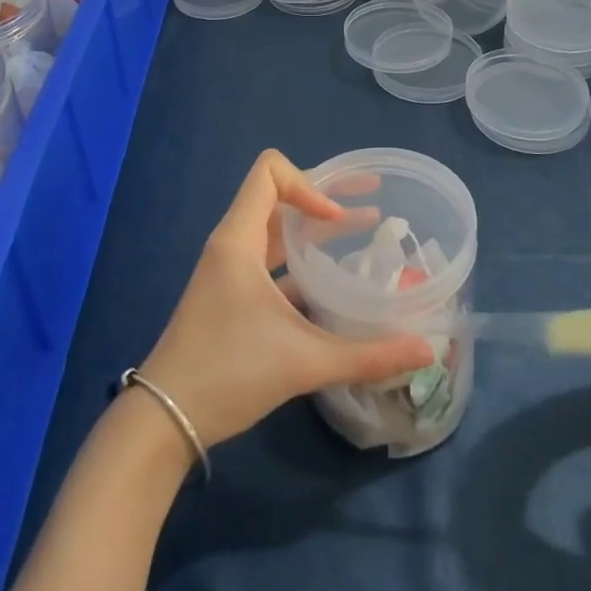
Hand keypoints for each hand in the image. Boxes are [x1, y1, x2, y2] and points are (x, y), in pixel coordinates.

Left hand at [140, 150, 434, 447]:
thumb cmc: (228, 372)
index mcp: (239, 239)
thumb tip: (426, 352)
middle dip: (326, 195)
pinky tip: (333, 282)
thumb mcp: (303, 361)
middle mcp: (233, 244)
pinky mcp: (231, 294)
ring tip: (364, 230)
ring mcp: (230, 270)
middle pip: (279, 196)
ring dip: (316, 228)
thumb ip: (367, 355)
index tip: (337, 220)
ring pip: (277, 230)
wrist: (164, 418)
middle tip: (372, 199)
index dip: (310, 184)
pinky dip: (303, 259)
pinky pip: (271, 259)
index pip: (269, 172)